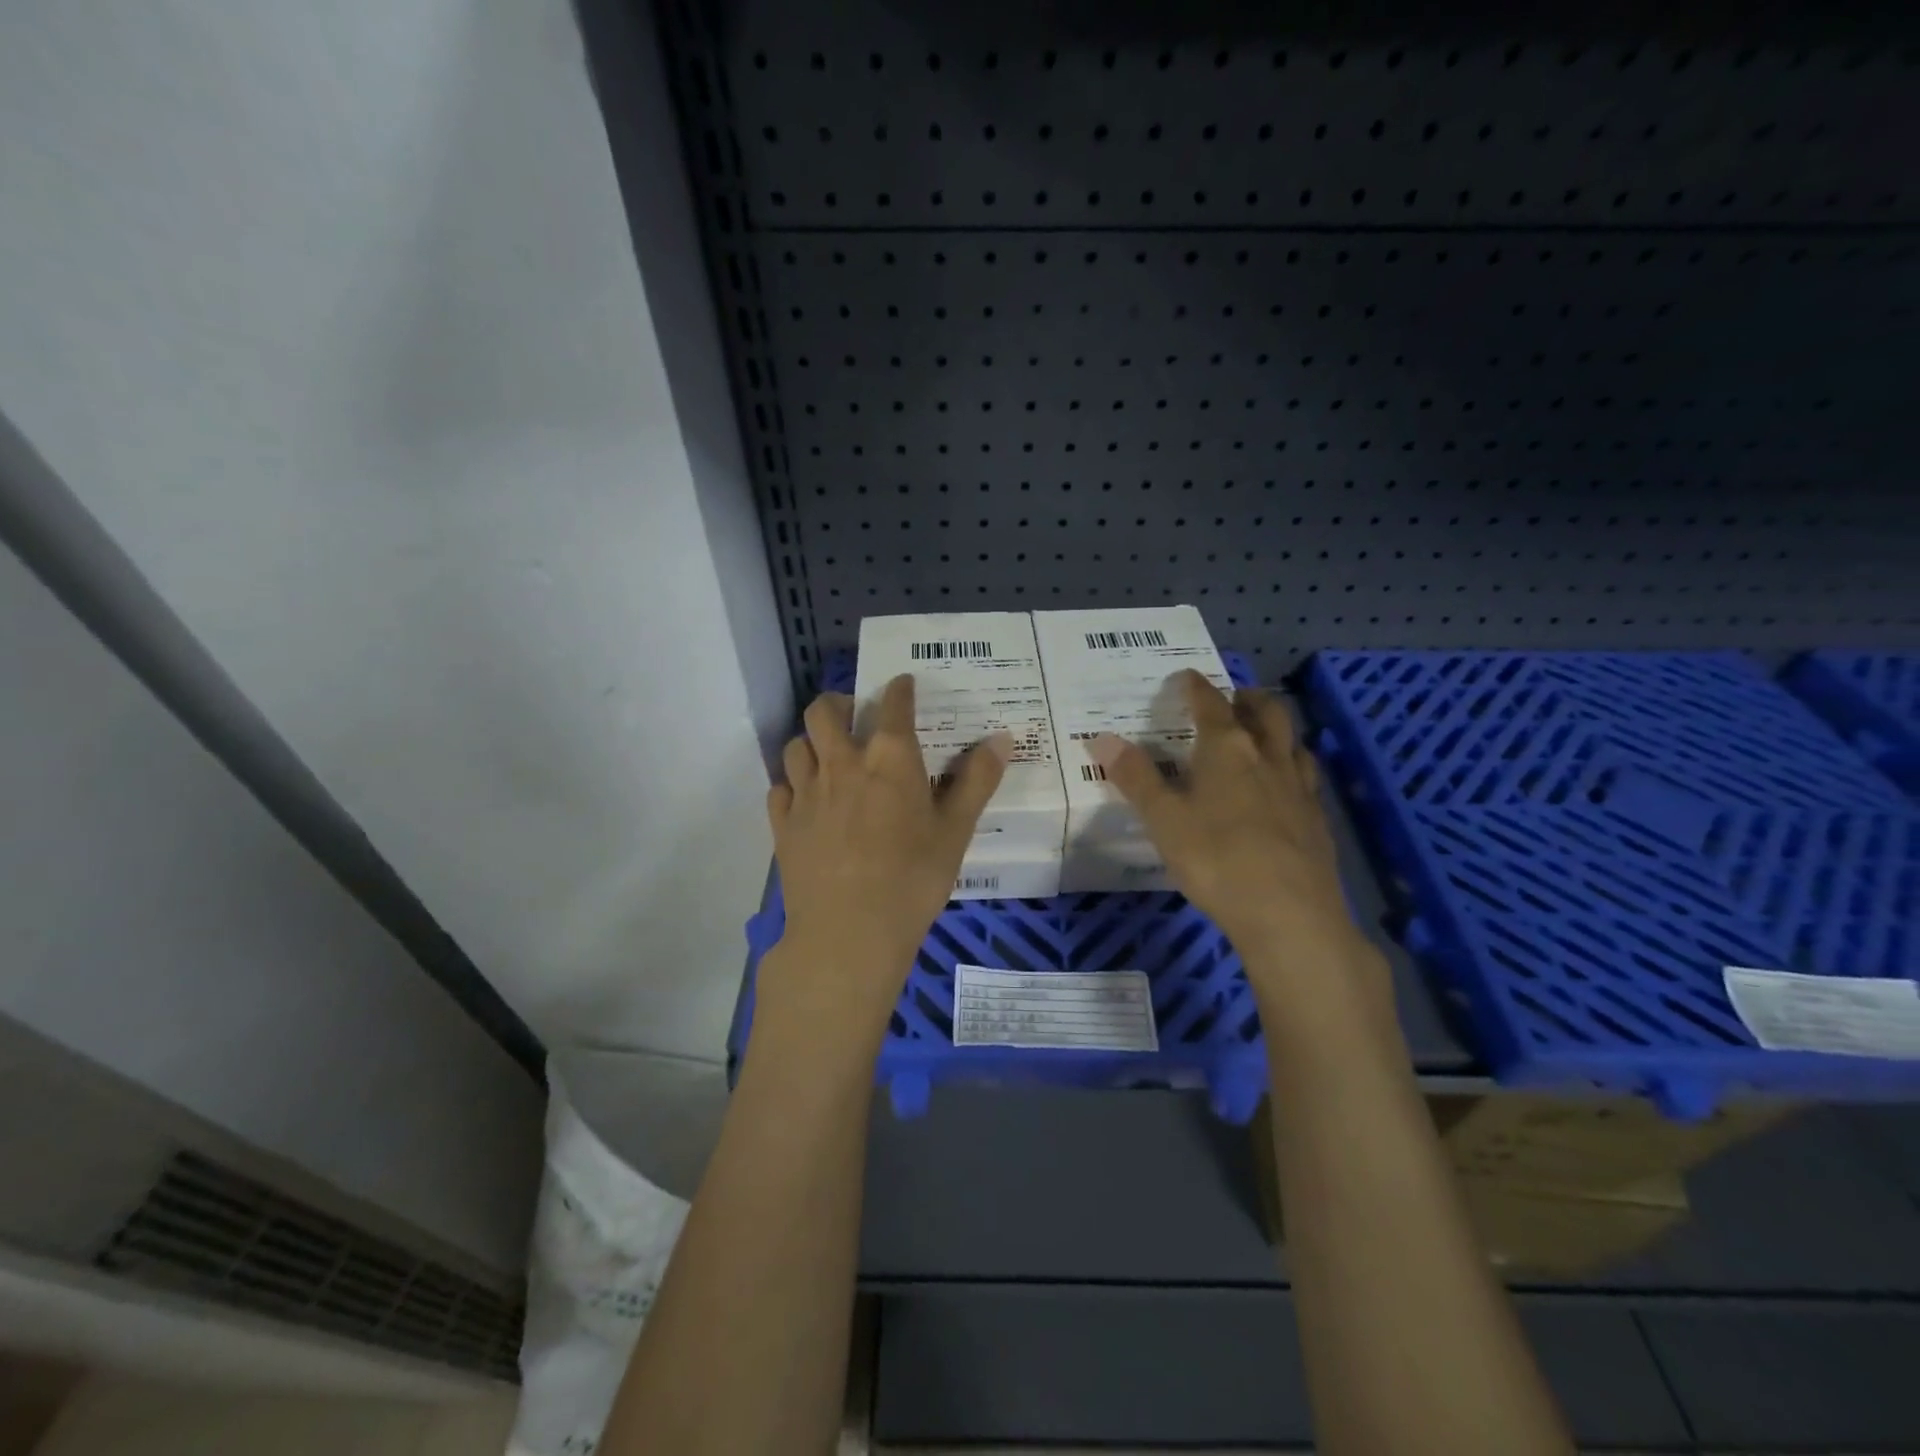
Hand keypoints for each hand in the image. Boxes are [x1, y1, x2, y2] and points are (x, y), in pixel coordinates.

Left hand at [764, 676, 1009, 1040]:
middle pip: (823, 711)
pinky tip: (805, 798)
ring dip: (811, 741)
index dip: (899, 689)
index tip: (902, 684)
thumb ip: (977, 781)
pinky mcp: (782, 824)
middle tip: (853, 715)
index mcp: (889, 759)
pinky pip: (779, 787)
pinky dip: (792, 783)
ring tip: (827, 755)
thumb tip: (1002, 737)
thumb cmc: (912, 880)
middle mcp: (841, 764)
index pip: (892, 705)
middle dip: (837, 702)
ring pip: (795, 745)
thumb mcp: (956, 832)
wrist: (848, 933)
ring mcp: (806, 793)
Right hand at [1091, 671, 1369, 984]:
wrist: (1290, 914)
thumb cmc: (1216, 859)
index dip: (1196, 686)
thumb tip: (1102, 738)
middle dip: (1247, 698)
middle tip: (1233, 697)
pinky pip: (1307, 777)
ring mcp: (1299, 788)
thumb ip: (1135, 777)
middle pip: (1266, 711)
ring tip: (1262, 735)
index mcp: (1227, 749)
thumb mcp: (1163, 819)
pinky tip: (1285, 787)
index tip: (1186, 676)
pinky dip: (1292, 767)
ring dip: (1276, 729)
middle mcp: (1268, 757)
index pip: (1210, 704)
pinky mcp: (1317, 819)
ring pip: (1293, 741)